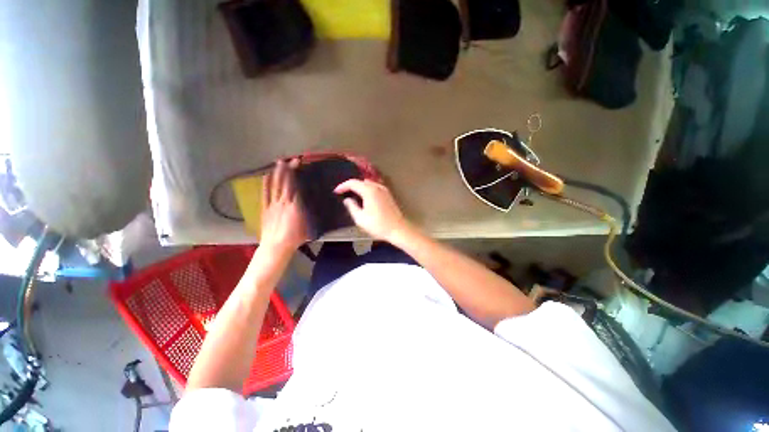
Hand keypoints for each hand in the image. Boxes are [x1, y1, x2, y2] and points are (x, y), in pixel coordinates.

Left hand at [259, 159, 307, 254]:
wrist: (277, 246)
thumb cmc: (296, 237)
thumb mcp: (309, 224)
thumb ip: (309, 210)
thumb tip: (311, 200)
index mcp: (295, 205)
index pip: (295, 184)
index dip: (296, 173)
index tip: (298, 163)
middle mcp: (283, 201)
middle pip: (285, 182)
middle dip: (288, 169)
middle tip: (291, 159)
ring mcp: (273, 204)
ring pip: (275, 185)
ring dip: (277, 173)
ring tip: (279, 163)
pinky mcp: (265, 208)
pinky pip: (265, 194)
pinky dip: (266, 184)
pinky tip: (266, 176)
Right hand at [334, 179, 409, 242]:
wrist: (398, 229)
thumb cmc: (378, 225)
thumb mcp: (360, 218)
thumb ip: (351, 206)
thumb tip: (347, 199)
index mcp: (369, 190)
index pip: (352, 183)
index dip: (342, 186)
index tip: (336, 192)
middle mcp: (377, 187)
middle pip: (361, 181)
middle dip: (351, 186)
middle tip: (343, 193)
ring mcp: (384, 190)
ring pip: (369, 184)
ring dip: (360, 187)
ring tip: (352, 195)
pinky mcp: (388, 195)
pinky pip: (375, 187)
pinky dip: (367, 189)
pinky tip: (365, 197)